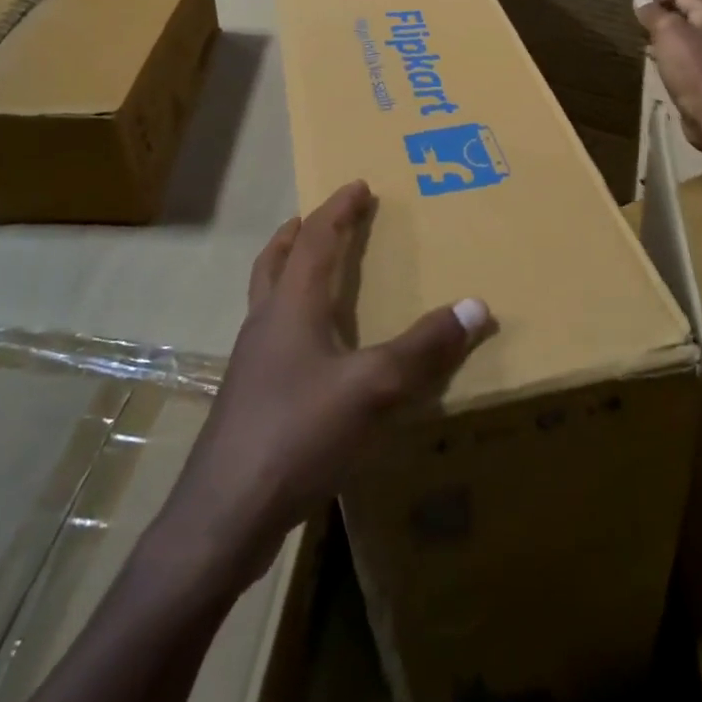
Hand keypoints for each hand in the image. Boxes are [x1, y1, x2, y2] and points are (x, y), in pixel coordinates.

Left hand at [154, 180, 494, 587]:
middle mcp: (266, 325)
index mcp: (291, 307)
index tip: (357, 185)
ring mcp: (252, 365)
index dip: (337, 210)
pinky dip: (292, 320)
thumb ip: (424, 348)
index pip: (314, 241)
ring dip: (288, 274)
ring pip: (268, 300)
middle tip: (316, 217)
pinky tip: (315, 353)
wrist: (224, 516)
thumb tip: (476, 306)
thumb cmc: (297, 434)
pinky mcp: (251, 401)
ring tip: (314, 274)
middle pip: (275, 263)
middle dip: (298, 234)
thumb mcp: (373, 388)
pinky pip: (274, 339)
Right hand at [633, 0, 701, 154]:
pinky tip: (655, 59)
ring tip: (640, 35)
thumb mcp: (668, 33)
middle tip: (634, 15)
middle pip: (686, 13)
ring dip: (664, 34)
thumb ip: (654, 13)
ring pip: (686, 36)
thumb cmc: (692, 67)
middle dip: (661, 12)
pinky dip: (670, 53)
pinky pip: (687, 57)